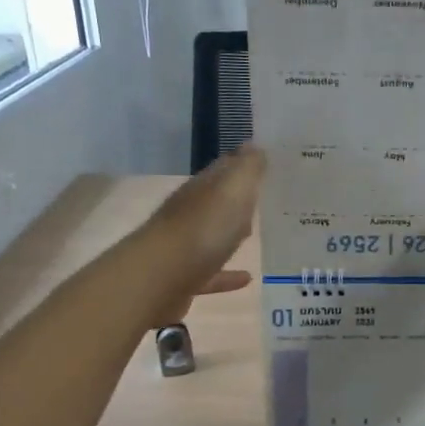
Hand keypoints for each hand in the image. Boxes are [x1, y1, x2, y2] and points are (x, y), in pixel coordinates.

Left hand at [145, 145, 265, 324]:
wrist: (158, 280)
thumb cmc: (202, 230)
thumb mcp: (232, 191)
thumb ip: (247, 169)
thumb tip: (254, 145)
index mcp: (200, 189)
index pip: (222, 169)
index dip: (243, 164)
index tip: (266, 163)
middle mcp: (188, 214)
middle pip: (216, 202)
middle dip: (237, 200)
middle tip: (265, 198)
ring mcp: (183, 248)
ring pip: (211, 237)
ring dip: (230, 235)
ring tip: (255, 234)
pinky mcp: (183, 280)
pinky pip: (210, 274)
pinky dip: (227, 275)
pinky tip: (247, 278)